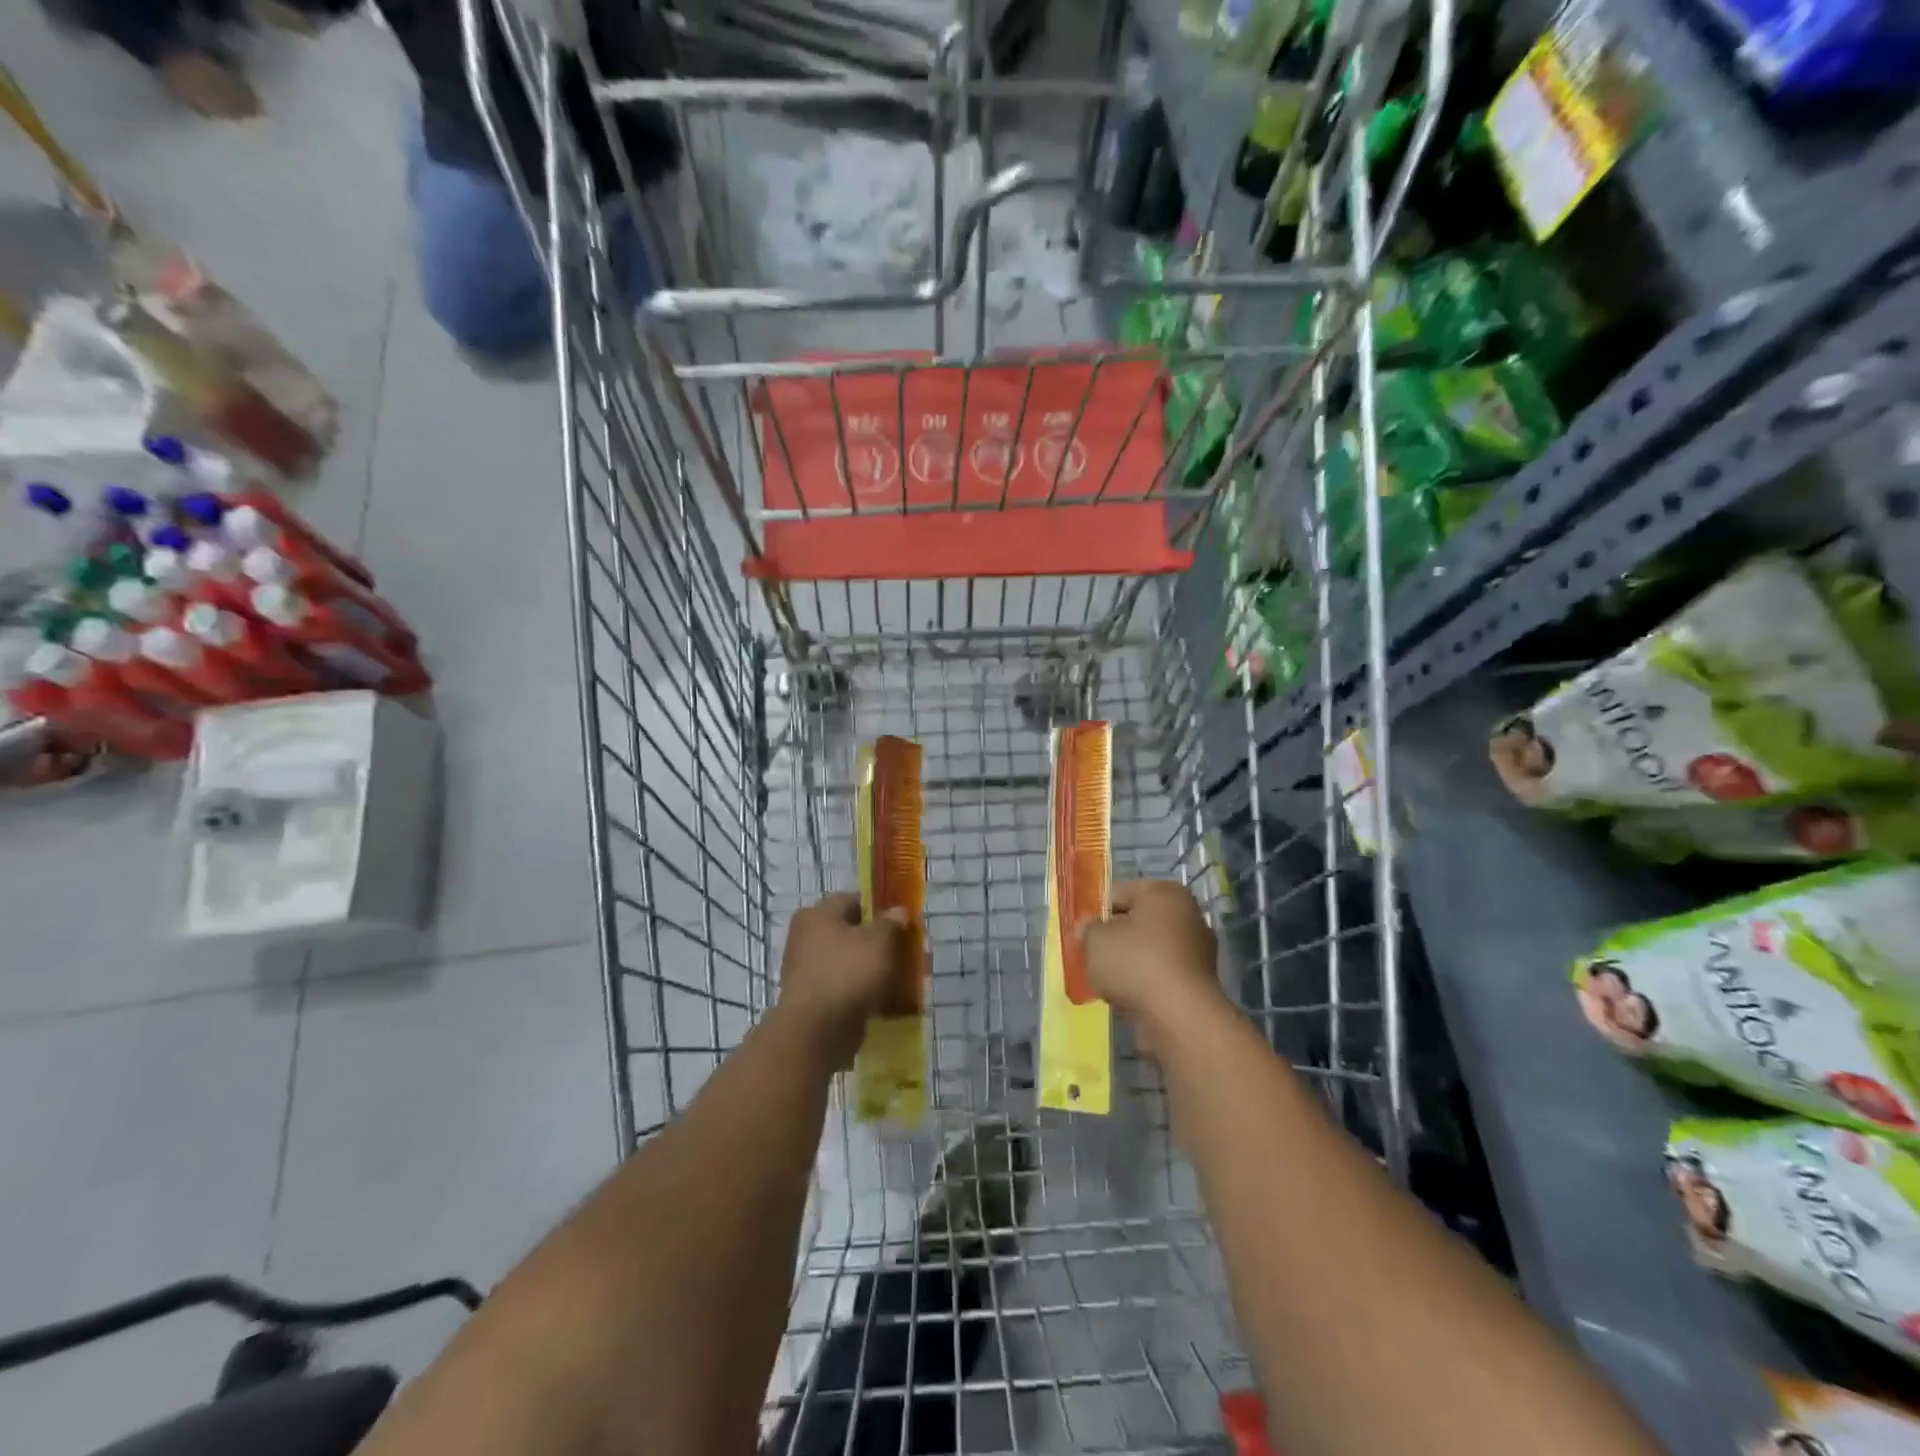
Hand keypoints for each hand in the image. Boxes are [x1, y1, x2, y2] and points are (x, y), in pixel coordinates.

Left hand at [776, 892, 911, 1066]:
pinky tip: (888, 999)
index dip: (881, 908)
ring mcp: (808, 970)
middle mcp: (807, 938)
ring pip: (851, 961)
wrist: (817, 1031)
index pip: (853, 900)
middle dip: (881, 941)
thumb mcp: (878, 940)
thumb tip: (898, 911)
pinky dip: (865, 990)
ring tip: (903, 977)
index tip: (903, 921)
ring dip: (875, 968)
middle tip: (906, 950)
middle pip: (853, 932)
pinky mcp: (815, 998)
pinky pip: (846, 987)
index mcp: (817, 915)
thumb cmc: (848, 973)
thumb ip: (891, 922)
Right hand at [1078, 880, 1224, 1031]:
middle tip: (1094, 958)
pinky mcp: (1199, 981)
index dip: (1096, 914)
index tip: (1083, 935)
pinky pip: (1161, 974)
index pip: (1118, 893)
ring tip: (1109, 983)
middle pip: (1136, 922)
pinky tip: (1129, 998)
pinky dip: (1145, 983)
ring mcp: (1197, 949)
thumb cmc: (1135, 963)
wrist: (1180, 1016)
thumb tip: (1089, 928)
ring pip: (1149, 950)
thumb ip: (1088, 929)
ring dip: (1129, 964)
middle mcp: (1187, 914)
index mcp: (1164, 892)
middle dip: (1114, 940)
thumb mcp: (1095, 940)